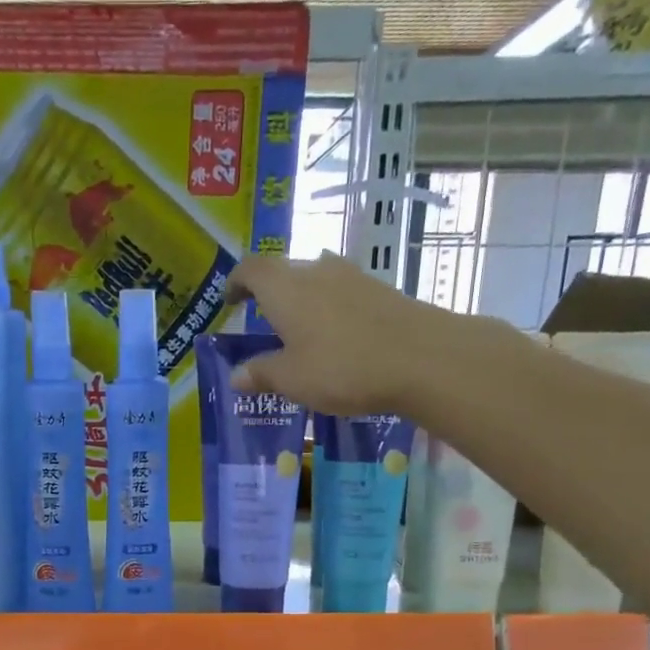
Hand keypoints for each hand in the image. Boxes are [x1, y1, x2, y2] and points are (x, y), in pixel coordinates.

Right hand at [224, 253, 438, 415]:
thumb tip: (236, 376)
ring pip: (314, 280)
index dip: (235, 282)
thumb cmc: (342, 367)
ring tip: (297, 331)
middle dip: (268, 293)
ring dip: (300, 300)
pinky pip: (340, 293)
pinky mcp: (379, 290)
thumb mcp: (292, 380)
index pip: (250, 269)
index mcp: (284, 288)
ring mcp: (351, 277)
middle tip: (260, 321)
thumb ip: (261, 374)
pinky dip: (328, 310)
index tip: (229, 301)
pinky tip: (334, 338)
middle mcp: (315, 271)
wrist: (421, 357)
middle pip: (283, 271)